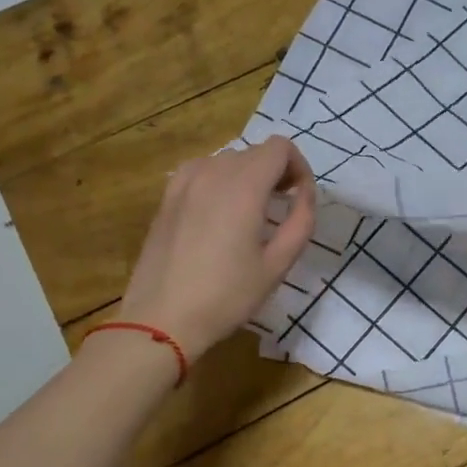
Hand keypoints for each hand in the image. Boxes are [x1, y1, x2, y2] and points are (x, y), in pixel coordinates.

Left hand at [113, 137, 316, 358]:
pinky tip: (220, 213)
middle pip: (255, 152)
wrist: (163, 319)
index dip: (298, 167)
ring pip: (228, 160)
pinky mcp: (167, 197)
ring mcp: (184, 182)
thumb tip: (304, 193)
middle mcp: (212, 173)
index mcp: (243, 187)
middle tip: (282, 209)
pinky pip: (202, 171)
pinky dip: (220, 181)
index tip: (299, 199)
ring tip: (252, 212)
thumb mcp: (278, 264)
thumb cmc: (227, 296)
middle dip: (276, 172)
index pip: (279, 147)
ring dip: (248, 176)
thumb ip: (301, 221)